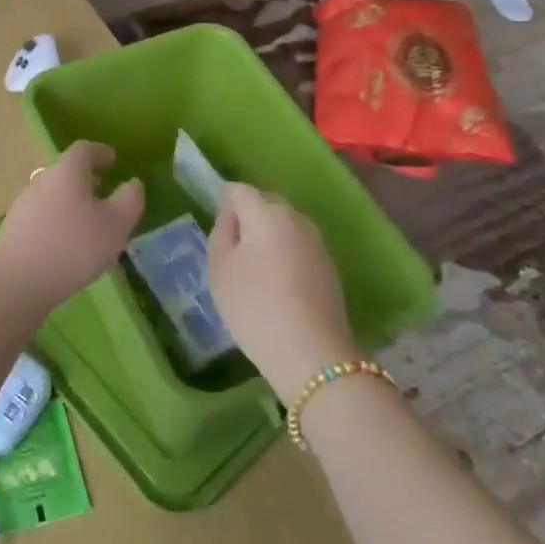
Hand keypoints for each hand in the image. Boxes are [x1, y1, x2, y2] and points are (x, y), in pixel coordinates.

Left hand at [0, 140, 144, 311]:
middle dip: (86, 178)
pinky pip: (42, 215)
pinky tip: (67, 243)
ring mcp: (24, 204)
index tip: (113, 160)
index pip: (84, 149)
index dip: (101, 152)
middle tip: (104, 191)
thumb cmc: (74, 246)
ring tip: (88, 222)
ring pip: (53, 194)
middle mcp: (42, 180)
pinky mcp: (14, 228)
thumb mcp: (116, 224)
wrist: (17, 281)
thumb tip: (133, 183)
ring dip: (71, 201)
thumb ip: (129, 200)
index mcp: (67, 171)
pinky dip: (58, 220)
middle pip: (66, 171)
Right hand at [208, 184, 357, 400]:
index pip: (239, 190)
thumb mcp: (219, 269)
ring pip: (285, 226)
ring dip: (268, 237)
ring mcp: (317, 242)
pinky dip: (285, 255)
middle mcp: (296, 218)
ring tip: (253, 268)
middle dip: (248, 217)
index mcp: (265, 213)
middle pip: (266, 204)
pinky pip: (298, 247)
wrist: (311, 353)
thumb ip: (221, 234)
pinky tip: (277, 284)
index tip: (215, 226)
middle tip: (231, 248)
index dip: (223, 202)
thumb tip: (232, 218)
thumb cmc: (254, 306)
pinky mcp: (329, 266)